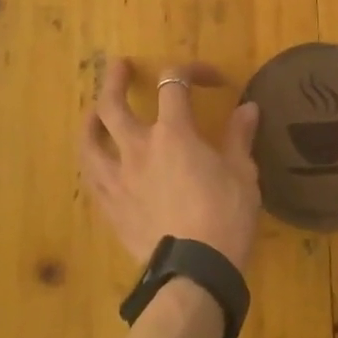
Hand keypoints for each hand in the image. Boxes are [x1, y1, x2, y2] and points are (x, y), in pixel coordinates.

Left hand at [80, 58, 262, 271]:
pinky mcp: (110, 206)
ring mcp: (118, 178)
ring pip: (90, 140)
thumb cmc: (225, 217)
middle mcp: (138, 148)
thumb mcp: (243, 174)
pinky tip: (97, 162)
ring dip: (91, 120)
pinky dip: (93, 160)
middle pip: (113, 105)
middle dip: (115, 80)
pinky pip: (92, 176)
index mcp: (174, 133)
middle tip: (119, 66)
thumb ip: (239, 137)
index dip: (191, 70)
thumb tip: (248, 108)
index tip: (210, 79)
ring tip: (93, 113)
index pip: (174, 84)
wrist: (195, 271)